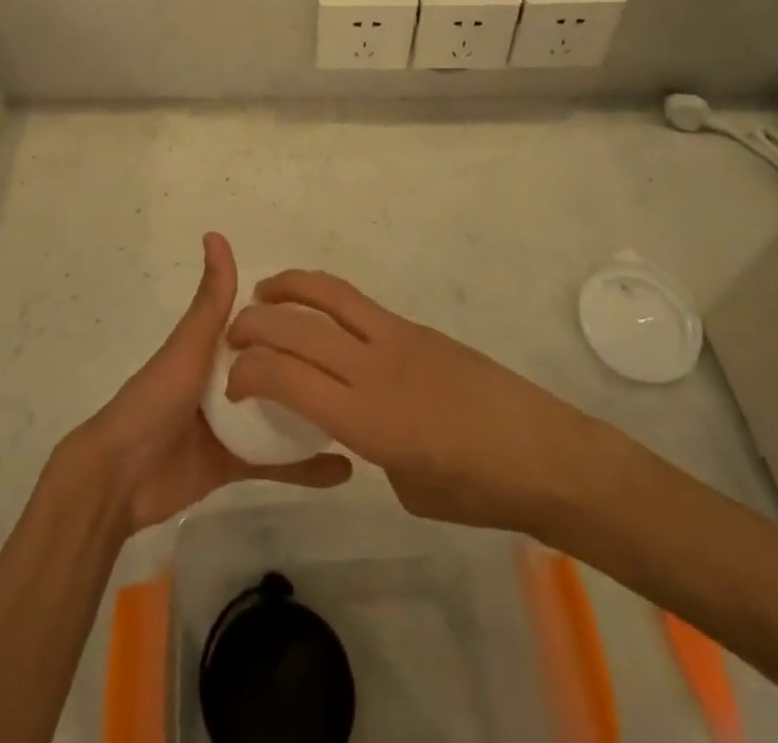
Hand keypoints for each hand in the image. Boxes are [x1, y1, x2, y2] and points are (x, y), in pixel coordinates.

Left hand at [68, 236, 352, 535]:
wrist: (119, 479)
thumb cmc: (154, 401)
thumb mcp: (189, 345)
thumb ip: (211, 299)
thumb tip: (216, 234)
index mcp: (212, 348)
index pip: (260, 326)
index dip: (291, 316)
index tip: (334, 311)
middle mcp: (224, 381)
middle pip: (275, 369)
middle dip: (310, 365)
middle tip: (358, 362)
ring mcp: (230, 425)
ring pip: (281, 416)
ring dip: (313, 413)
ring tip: (361, 410)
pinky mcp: (233, 464)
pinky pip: (276, 464)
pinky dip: (306, 468)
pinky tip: (345, 469)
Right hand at [226, 270, 597, 533]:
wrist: (545, 453)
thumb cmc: (476, 490)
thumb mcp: (406, 485)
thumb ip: (368, 446)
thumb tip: (355, 421)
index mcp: (365, 418)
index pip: (286, 377)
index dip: (248, 371)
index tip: (232, 381)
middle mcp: (373, 367)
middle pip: (297, 327)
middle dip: (254, 324)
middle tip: (233, 333)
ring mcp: (397, 339)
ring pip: (329, 295)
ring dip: (289, 287)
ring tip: (265, 293)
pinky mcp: (417, 328)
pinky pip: (359, 305)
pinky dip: (325, 299)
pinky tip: (319, 314)